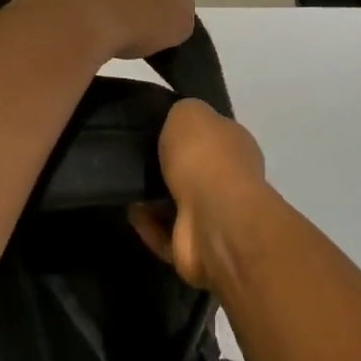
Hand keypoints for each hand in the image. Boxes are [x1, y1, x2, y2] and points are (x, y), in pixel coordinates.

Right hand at [132, 98, 277, 292]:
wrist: (214, 219)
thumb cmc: (204, 157)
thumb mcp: (189, 113)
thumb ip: (182, 113)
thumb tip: (177, 122)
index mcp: (234, 144)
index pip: (211, 134)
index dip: (185, 131)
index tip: (153, 128)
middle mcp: (230, 179)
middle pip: (194, 170)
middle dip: (166, 167)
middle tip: (133, 157)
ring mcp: (215, 217)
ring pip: (178, 204)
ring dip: (152, 198)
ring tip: (125, 184)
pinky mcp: (196, 248)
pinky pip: (166, 235)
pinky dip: (148, 225)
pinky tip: (130, 211)